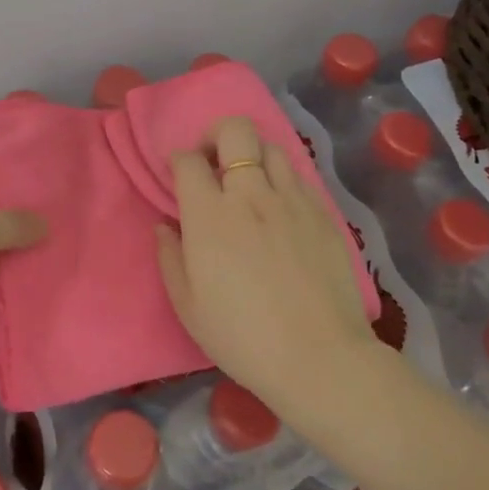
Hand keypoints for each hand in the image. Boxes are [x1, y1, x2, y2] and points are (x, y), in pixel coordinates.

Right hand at [155, 116, 378, 413]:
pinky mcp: (323, 214)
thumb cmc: (243, 337)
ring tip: (249, 186)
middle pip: (235, 131)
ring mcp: (292, 201)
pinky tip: (280, 210)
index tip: (178, 177)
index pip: (188, 160)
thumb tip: (165, 226)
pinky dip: (282, 181)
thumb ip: (170, 257)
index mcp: (210, 215)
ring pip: (271, 147)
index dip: (178, 161)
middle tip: (213, 163)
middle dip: (217, 135)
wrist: (320, 358)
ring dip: (252, 157)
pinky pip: (299, 178)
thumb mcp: (188, 306)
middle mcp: (251, 195)